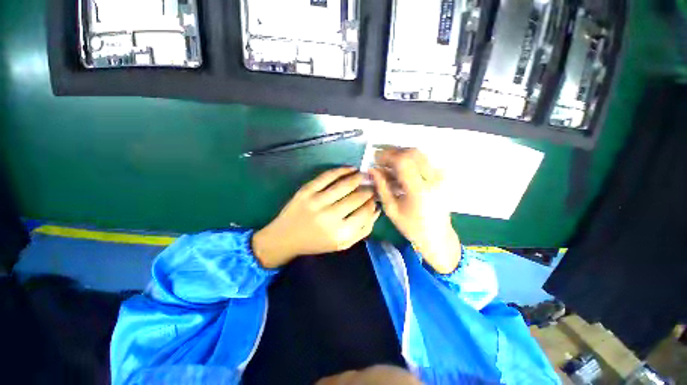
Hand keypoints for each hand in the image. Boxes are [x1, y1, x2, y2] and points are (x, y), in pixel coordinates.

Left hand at [252, 167, 380, 268]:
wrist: (285, 238)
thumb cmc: (316, 243)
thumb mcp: (342, 244)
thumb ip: (362, 230)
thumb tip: (376, 210)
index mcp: (340, 233)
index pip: (365, 212)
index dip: (373, 203)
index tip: (375, 198)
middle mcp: (330, 217)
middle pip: (357, 197)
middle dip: (368, 190)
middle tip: (371, 186)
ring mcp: (317, 202)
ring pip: (345, 185)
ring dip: (358, 177)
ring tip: (363, 175)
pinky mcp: (306, 191)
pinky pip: (327, 176)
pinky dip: (341, 170)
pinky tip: (350, 169)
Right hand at [369, 148, 460, 273]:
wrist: (437, 236)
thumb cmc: (411, 226)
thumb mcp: (391, 209)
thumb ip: (381, 187)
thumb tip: (372, 169)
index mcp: (419, 190)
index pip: (403, 161)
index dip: (387, 156)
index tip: (375, 158)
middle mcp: (433, 179)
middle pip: (413, 153)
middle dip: (394, 152)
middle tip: (381, 158)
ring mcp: (441, 177)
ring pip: (420, 154)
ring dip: (402, 154)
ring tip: (389, 164)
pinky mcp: (442, 177)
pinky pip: (424, 161)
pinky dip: (410, 161)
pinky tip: (401, 170)